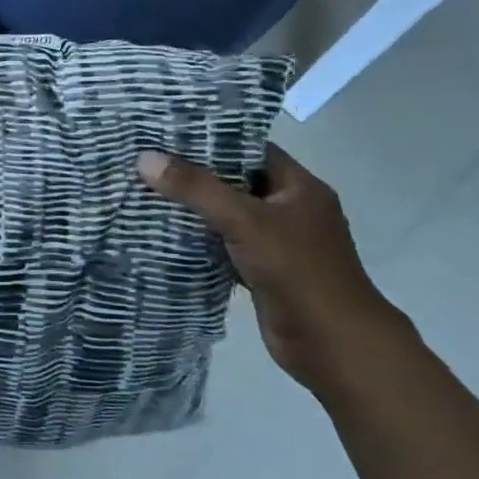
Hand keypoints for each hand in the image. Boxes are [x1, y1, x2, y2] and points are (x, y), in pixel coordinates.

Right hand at [136, 144, 411, 394]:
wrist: (333, 346)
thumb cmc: (298, 271)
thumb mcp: (244, 221)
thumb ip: (196, 188)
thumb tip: (144, 158)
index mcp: (299, 187)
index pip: (250, 148)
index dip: (211, 137)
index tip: (167, 132)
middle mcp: (291, 209)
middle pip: (236, 180)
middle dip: (195, 173)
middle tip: (148, 160)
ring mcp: (279, 242)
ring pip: (229, 215)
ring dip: (195, 208)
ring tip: (147, 190)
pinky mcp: (264, 270)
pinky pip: (226, 245)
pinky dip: (201, 240)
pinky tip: (165, 233)